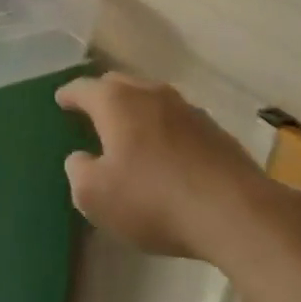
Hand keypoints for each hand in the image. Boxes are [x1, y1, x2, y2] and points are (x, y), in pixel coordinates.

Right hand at [58, 73, 271, 262]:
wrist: (239, 216)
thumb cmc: (154, 200)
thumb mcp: (94, 196)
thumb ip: (78, 171)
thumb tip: (82, 159)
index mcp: (114, 101)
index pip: (82, 88)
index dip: (68, 95)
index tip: (61, 101)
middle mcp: (150, 94)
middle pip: (119, 85)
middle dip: (103, 96)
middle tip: (93, 114)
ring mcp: (188, 110)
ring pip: (152, 101)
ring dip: (138, 113)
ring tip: (132, 134)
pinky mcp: (218, 133)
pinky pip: (179, 123)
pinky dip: (167, 132)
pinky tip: (169, 156)